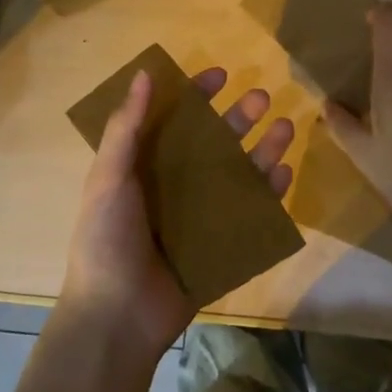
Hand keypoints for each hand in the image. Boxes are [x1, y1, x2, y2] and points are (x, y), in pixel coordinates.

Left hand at [60, 66, 293, 357]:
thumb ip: (126, 127)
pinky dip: (268, 194)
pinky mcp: (221, 245)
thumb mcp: (108, 178)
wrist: (117, 318)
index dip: (196, 96)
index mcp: (146, 166)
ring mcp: (201, 215)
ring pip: (238, 174)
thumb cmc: (106, 241)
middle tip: (262, 98)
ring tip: (285, 129)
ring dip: (262, 150)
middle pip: (214, 143)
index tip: (220, 75)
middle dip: (238, 118)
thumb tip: (144, 74)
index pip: (175, 120)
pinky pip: (250, 214)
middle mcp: (176, 185)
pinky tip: (284, 175)